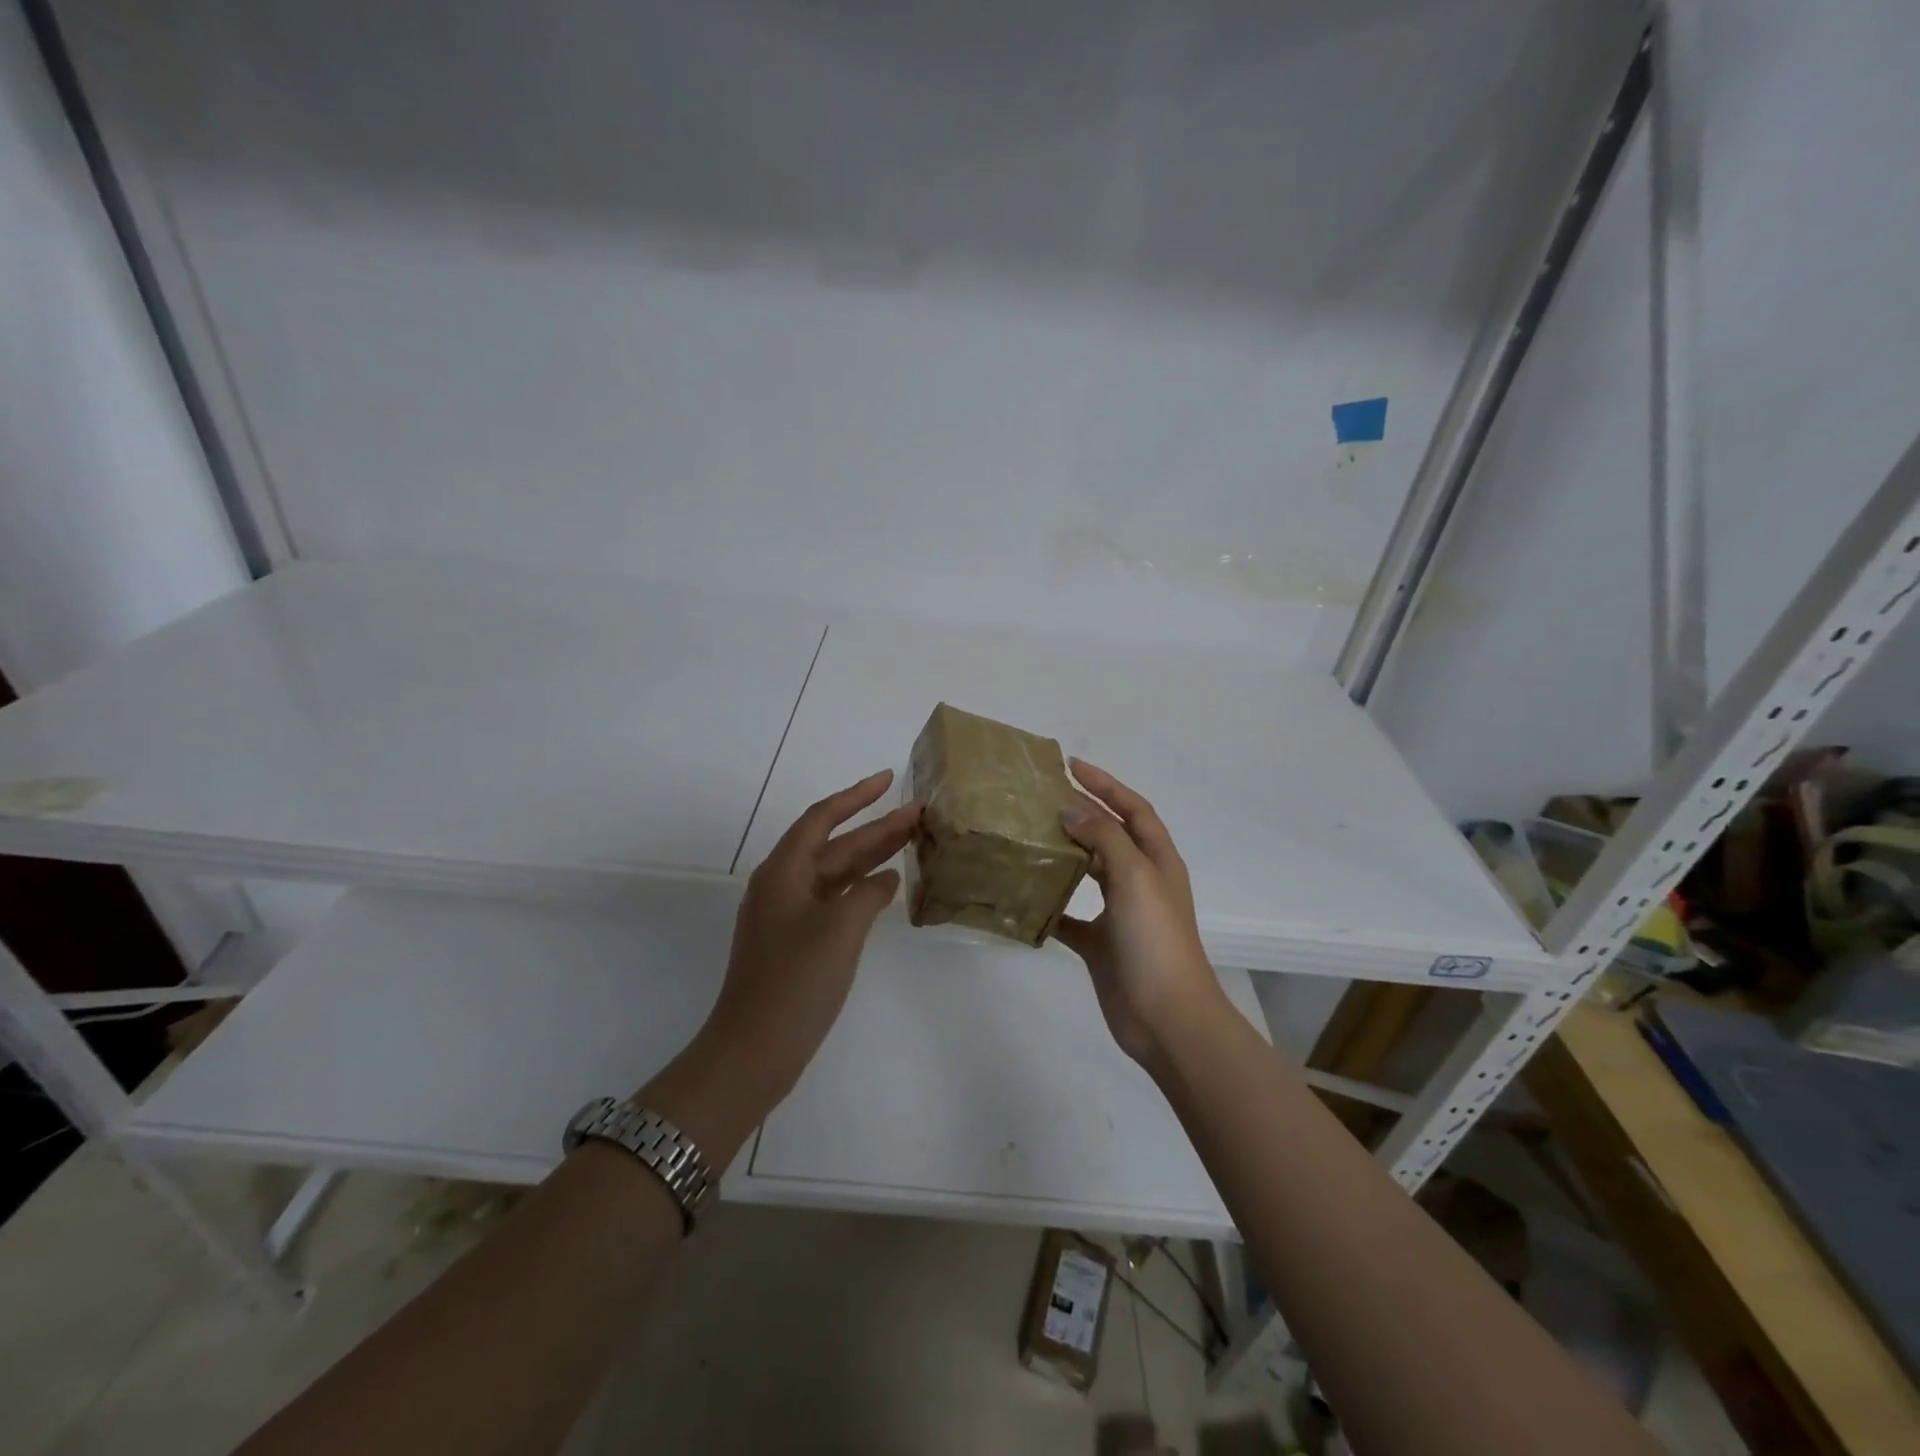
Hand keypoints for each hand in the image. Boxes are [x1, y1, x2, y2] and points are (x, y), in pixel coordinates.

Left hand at [704, 770, 918, 1107]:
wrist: (754, 1050)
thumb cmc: (796, 982)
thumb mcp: (840, 929)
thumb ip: (868, 893)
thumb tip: (886, 879)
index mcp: (783, 872)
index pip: (823, 818)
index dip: (856, 795)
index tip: (888, 779)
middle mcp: (783, 885)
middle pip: (833, 845)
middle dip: (875, 827)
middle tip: (917, 813)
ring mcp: (788, 915)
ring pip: (835, 872)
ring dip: (870, 856)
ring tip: (911, 839)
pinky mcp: (796, 941)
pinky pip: (833, 899)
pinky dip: (860, 889)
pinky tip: (886, 886)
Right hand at [1053, 761, 1228, 1069]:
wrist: (1166, 1017)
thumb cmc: (1156, 939)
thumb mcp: (1135, 877)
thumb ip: (1104, 838)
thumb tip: (1070, 810)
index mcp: (1157, 861)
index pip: (1133, 809)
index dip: (1107, 784)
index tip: (1071, 766)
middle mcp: (1140, 882)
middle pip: (1110, 837)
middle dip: (1082, 814)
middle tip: (1041, 799)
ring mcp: (1120, 915)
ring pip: (1089, 873)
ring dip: (1065, 854)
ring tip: (1029, 837)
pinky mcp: (1100, 945)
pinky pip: (1070, 918)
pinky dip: (1050, 907)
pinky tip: (1025, 898)